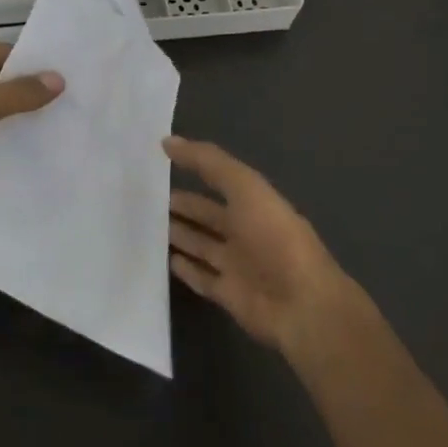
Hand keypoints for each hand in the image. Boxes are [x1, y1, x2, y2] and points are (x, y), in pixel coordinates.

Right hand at [166, 136, 350, 352]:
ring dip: (178, 234)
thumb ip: (207, 162)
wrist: (303, 305)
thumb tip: (166, 141)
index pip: (216, 179)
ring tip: (146, 225)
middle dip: (181, 205)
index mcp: (252, 202)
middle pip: (206, 214)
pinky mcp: (229, 294)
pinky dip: (185, 269)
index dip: (192, 168)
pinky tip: (165, 259)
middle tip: (144, 197)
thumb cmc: (274, 237)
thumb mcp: (244, 187)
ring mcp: (236, 264)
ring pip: (200, 244)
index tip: (159, 159)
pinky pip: (201, 277)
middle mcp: (244, 230)